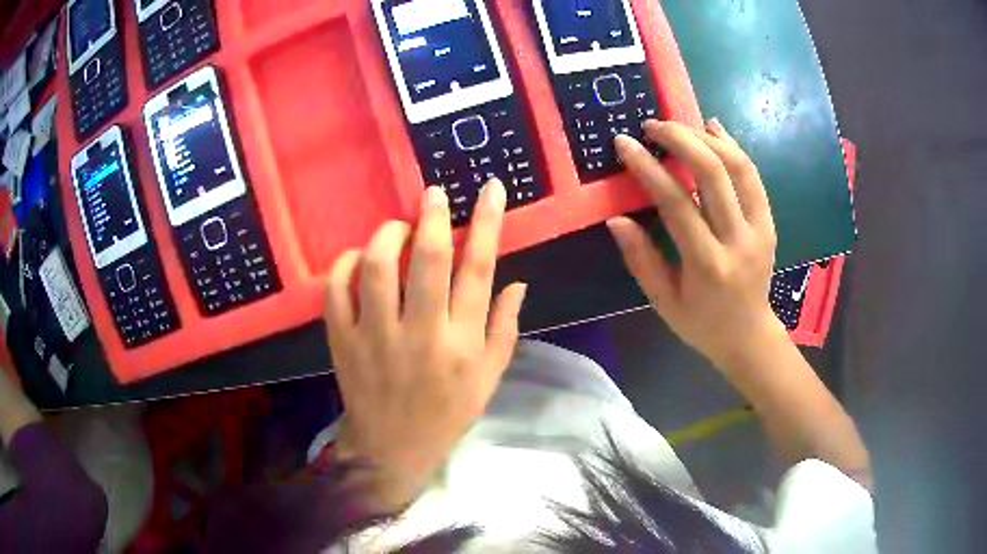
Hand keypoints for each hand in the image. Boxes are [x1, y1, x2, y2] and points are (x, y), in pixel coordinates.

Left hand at [323, 180, 526, 509]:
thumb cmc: (446, 414)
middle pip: (429, 260)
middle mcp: (421, 334)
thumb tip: (518, 281)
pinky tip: (358, 258)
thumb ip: (505, 328)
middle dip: (433, 215)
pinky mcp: (342, 340)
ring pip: (377, 267)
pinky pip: (337, 289)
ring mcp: (375, 336)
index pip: (479, 270)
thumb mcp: (488, 379)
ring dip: (388, 235)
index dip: (487, 223)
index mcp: (463, 343)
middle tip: (433, 193)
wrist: (390, 448)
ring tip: (398, 227)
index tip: (490, 189)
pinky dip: (345, 263)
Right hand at [608, 119, 783, 369]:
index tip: (625, 143)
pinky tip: (713, 128)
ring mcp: (760, 229)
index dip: (649, 168)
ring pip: (739, 166)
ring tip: (679, 126)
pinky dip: (732, 146)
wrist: (749, 337)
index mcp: (707, 265)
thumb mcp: (663, 302)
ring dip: (706, 138)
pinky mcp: (769, 222)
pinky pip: (752, 176)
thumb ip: (640, 259)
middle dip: (680, 139)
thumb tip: (616, 218)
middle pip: (714, 173)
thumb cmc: (702, 324)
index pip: (677, 204)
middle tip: (652, 126)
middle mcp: (738, 241)